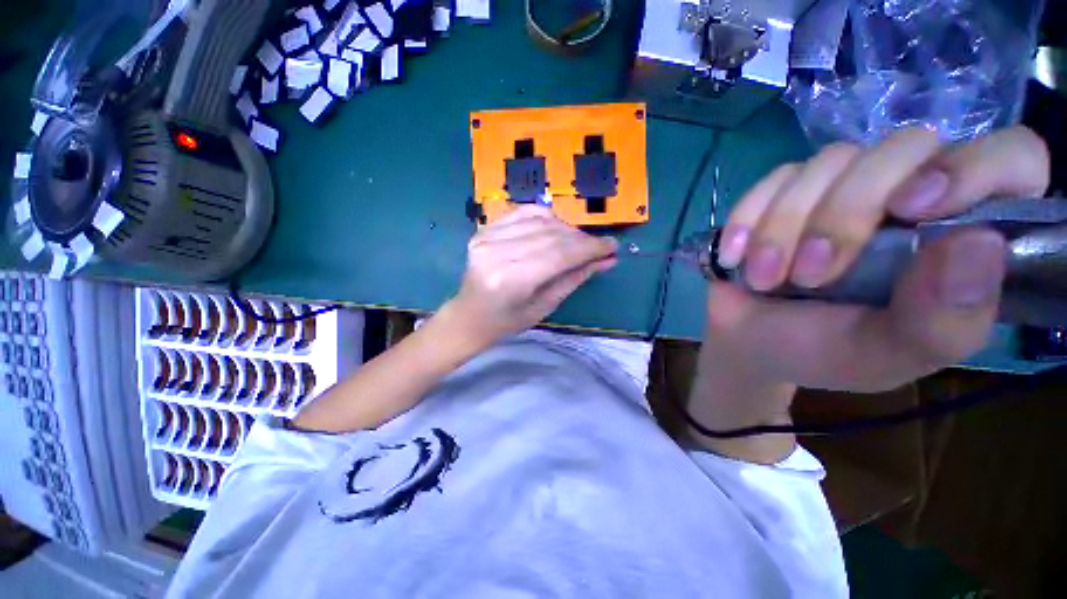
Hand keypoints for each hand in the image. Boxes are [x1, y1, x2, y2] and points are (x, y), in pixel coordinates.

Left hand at [445, 206, 616, 347]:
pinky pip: (522, 213)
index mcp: (511, 280)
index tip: (612, 246)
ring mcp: (486, 237)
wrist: (469, 316)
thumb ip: (574, 279)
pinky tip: (556, 227)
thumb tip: (606, 260)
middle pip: (551, 235)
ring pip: (539, 221)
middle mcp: (496, 253)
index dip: (589, 248)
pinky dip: (545, 217)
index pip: (559, 254)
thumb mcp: (545, 306)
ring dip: (566, 229)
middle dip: (581, 239)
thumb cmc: (507, 321)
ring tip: (578, 242)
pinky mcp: (484, 230)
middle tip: (599, 246)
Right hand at [708, 126, 1049, 394]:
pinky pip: (772, 180)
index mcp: (957, 235)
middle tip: (810, 274)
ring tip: (764, 279)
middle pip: (903, 149)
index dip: (977, 167)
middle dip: (845, 214)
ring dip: (785, 227)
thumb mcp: (886, 356)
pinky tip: (735, 257)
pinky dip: (748, 219)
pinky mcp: (785, 190)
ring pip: (829, 162)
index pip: (1010, 159)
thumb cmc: (822, 352)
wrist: (750, 341)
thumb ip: (942, 322)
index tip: (915, 209)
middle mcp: (909, 194)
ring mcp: (842, 186)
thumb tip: (977, 244)